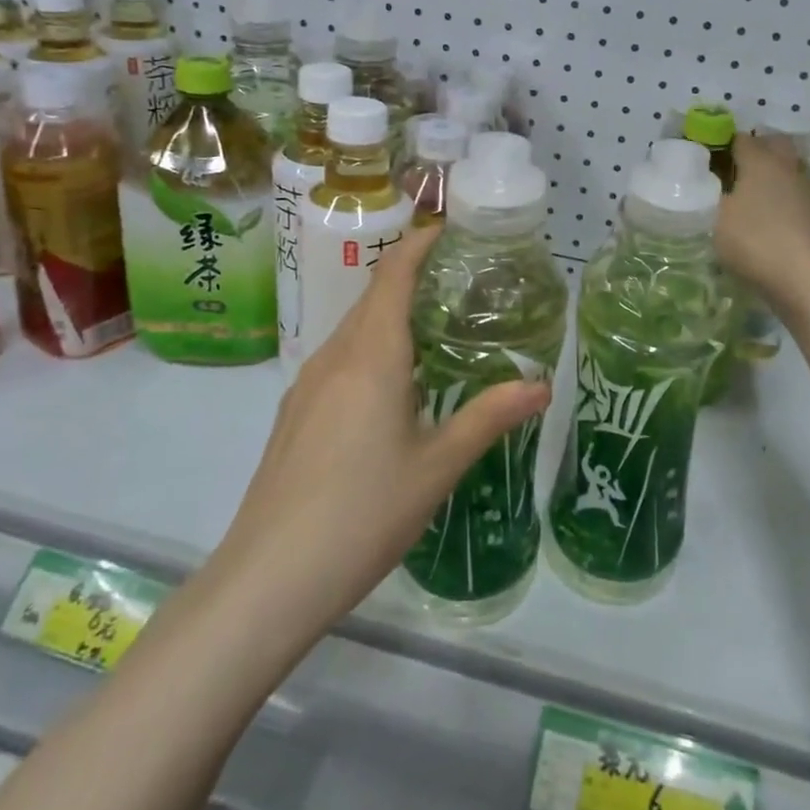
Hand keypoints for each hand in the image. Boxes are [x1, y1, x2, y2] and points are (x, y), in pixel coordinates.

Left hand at [215, 225, 550, 639]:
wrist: (268, 579)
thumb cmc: (363, 513)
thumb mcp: (438, 467)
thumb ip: (488, 418)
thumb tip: (541, 385)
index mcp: (371, 356)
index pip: (393, 275)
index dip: (419, 243)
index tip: (450, 230)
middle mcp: (334, 357)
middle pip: (372, 298)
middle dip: (411, 278)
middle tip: (460, 284)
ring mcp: (307, 386)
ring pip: (353, 331)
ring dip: (390, 317)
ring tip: (434, 332)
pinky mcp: (294, 415)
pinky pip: (338, 361)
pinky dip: (370, 350)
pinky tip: (392, 389)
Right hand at [716, 133, 809, 302]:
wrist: (801, 277)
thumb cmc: (753, 240)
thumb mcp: (714, 217)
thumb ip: (706, 195)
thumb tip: (704, 184)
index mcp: (761, 160)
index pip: (740, 138)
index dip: (721, 145)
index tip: (705, 160)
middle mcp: (787, 167)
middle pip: (774, 144)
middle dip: (755, 149)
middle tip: (732, 169)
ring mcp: (806, 190)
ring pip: (790, 166)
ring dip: (773, 171)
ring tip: (751, 191)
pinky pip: (796, 191)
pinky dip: (783, 194)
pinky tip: (768, 213)